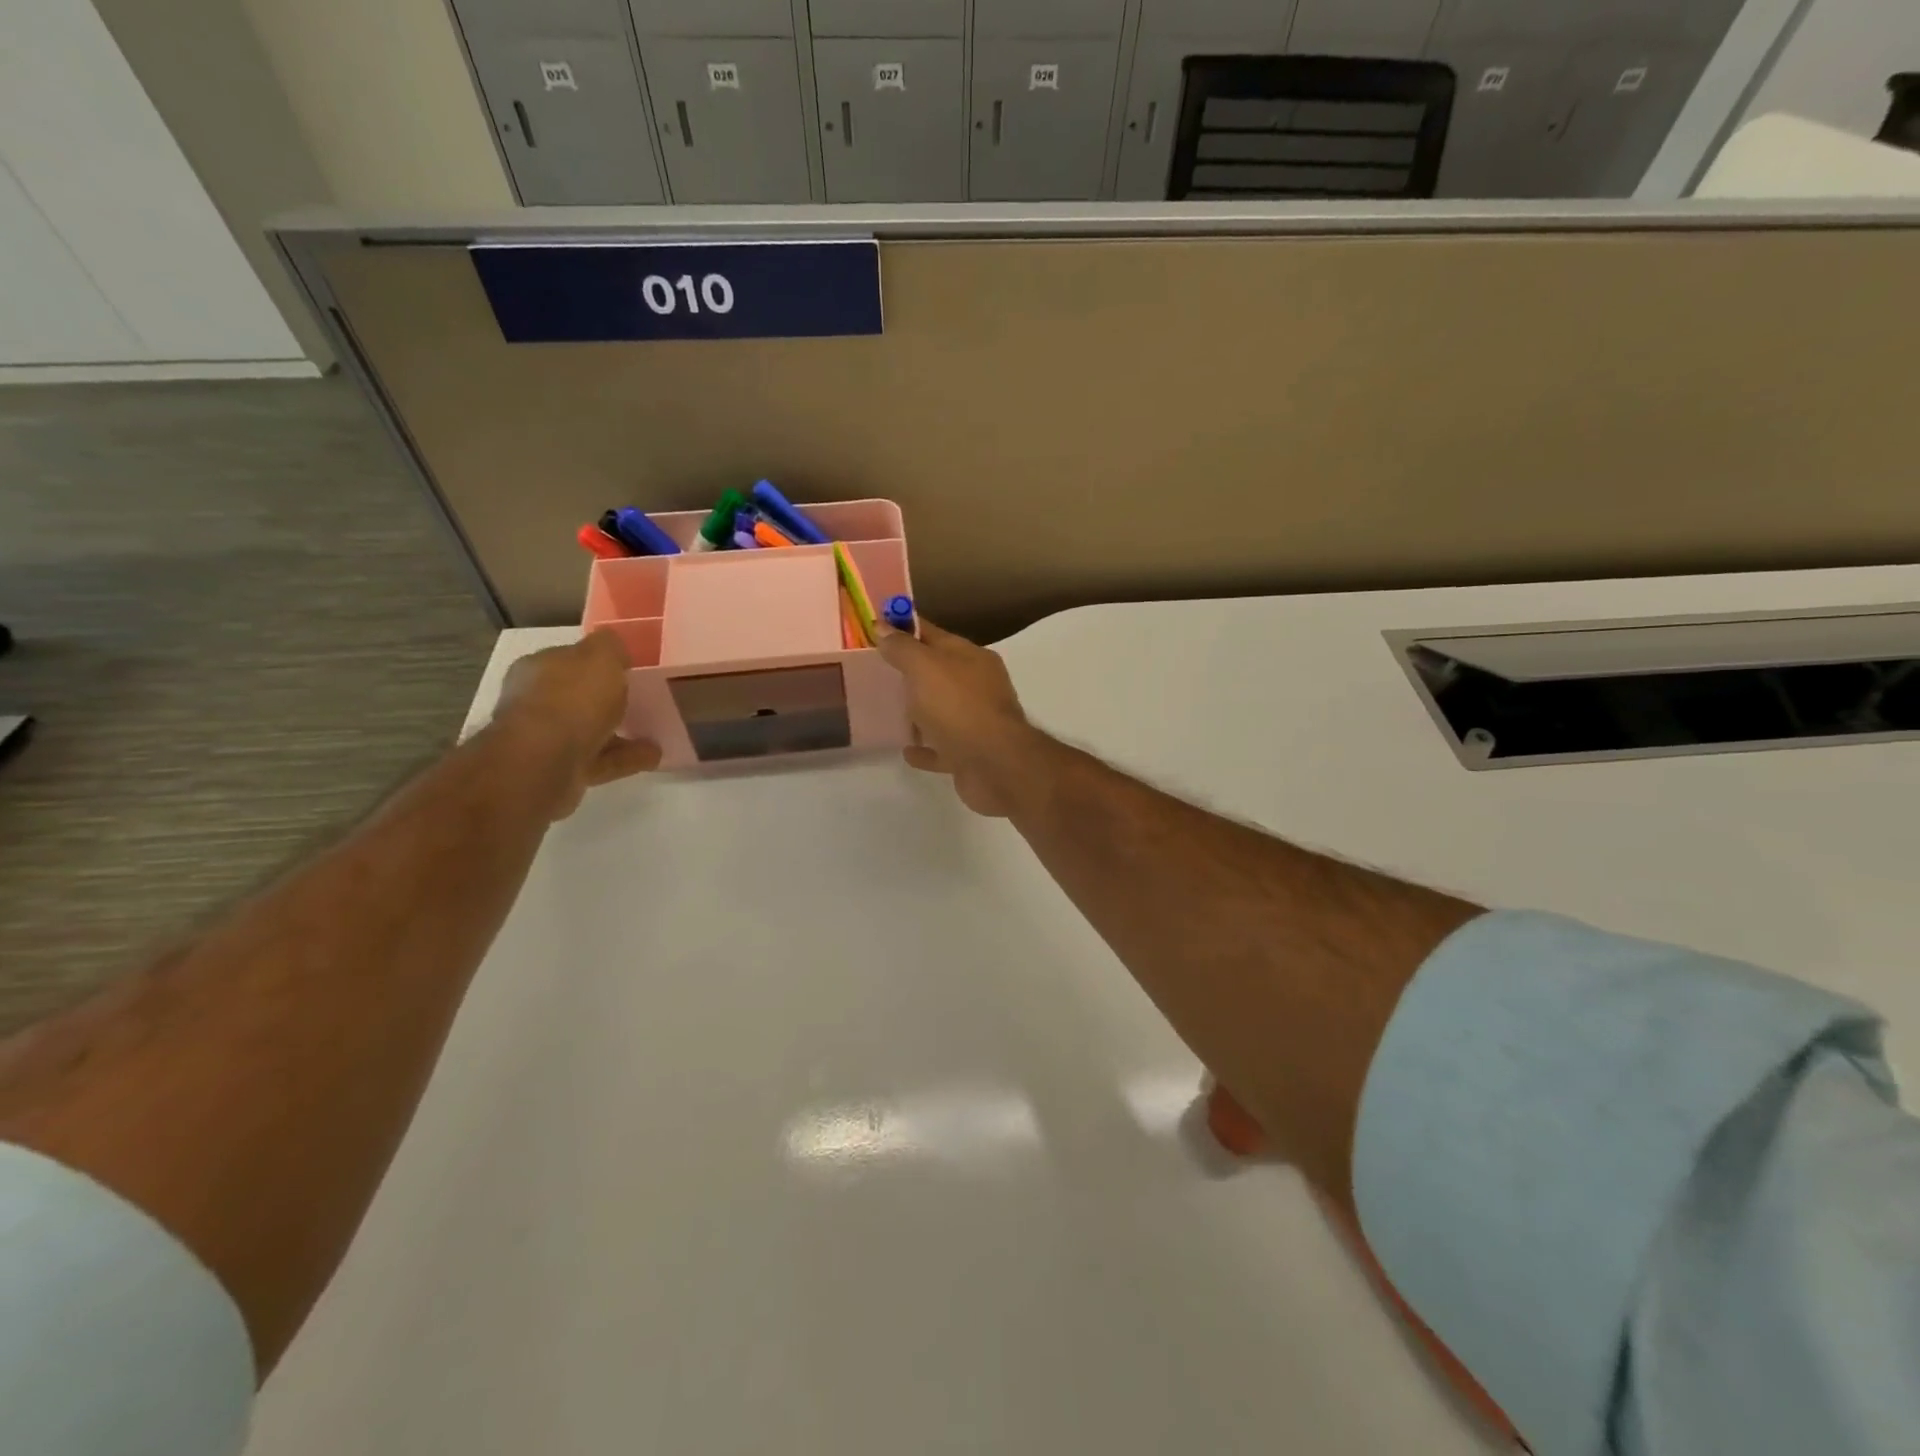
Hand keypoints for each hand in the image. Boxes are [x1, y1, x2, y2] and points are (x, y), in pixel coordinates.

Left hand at [494, 631, 660, 817]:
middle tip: (638, 700)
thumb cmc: (572, 699)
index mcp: (538, 668)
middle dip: (603, 698)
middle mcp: (535, 701)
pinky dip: (625, 757)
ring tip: (653, 731)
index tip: (626, 668)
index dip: (597, 661)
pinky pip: (600, 759)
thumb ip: (610, 646)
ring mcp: (544, 739)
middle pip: (576, 696)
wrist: (544, 761)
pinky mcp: (558, 770)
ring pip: (589, 730)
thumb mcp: (600, 657)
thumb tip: (614, 645)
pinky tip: (653, 755)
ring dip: (619, 731)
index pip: (568, 658)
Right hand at [871, 618, 1037, 817]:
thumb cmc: (958, 706)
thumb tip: (882, 625)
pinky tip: (906, 750)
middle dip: (911, 672)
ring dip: (919, 711)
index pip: (933, 635)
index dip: (905, 629)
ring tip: (887, 710)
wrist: (994, 765)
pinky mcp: (971, 755)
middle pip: (939, 673)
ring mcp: (977, 722)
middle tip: (877, 672)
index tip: (876, 629)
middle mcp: (978, 686)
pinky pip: (942, 748)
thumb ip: (903, 648)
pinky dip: (926, 748)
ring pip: (942, 711)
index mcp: (972, 658)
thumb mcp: (925, 667)